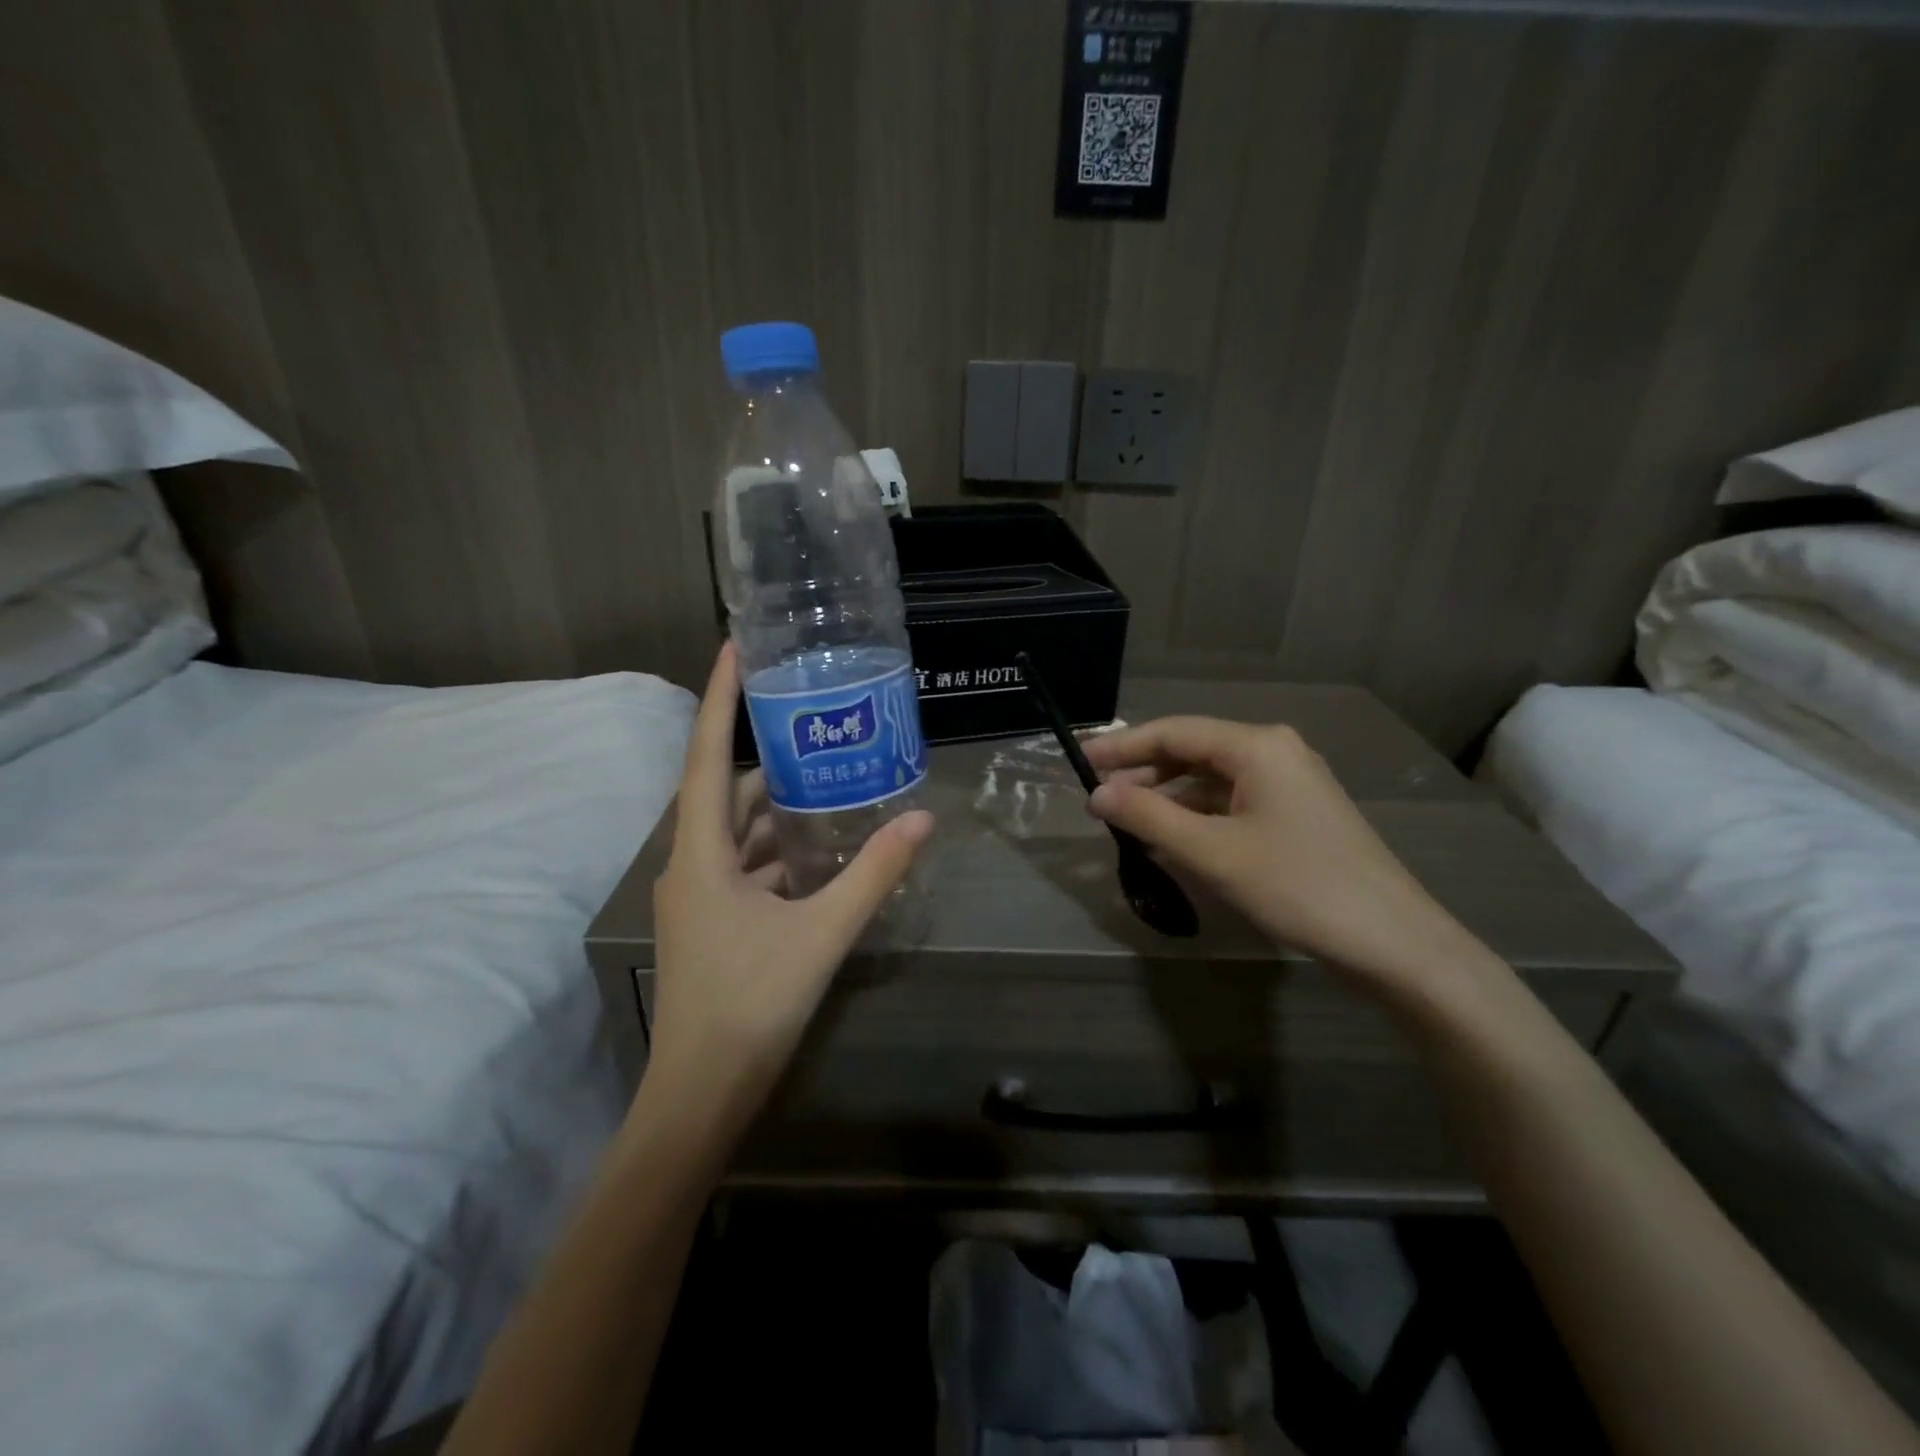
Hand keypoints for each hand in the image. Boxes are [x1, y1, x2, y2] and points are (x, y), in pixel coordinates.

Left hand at [647, 645, 932, 1121]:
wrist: (701, 1093)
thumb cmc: (751, 1004)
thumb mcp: (822, 932)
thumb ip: (873, 874)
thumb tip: (921, 821)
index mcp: (701, 853)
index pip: (706, 755)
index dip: (717, 698)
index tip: (734, 647)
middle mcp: (691, 864)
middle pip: (725, 791)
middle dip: (768, 756)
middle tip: (816, 725)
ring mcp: (699, 896)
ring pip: (737, 832)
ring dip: (778, 809)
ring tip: (831, 781)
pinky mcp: (713, 921)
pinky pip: (745, 866)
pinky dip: (778, 850)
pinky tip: (821, 851)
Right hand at [1082, 716, 1493, 1002]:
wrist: (1392, 940)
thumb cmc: (1297, 886)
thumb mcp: (1212, 852)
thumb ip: (1149, 816)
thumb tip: (1096, 794)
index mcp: (1257, 746)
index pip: (1173, 732)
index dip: (1122, 747)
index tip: (1079, 763)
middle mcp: (1274, 751)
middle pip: (1193, 750)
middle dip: (1143, 772)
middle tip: (1098, 798)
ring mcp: (1290, 782)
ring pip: (1212, 778)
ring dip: (1168, 796)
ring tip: (1127, 820)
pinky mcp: (1297, 813)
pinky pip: (1232, 800)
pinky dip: (1197, 814)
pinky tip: (1173, 837)